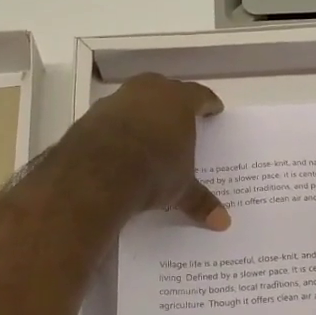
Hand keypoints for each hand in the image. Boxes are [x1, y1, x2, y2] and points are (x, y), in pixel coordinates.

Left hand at [71, 73, 230, 229]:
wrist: (96, 174)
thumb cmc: (153, 171)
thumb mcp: (181, 189)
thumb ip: (200, 201)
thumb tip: (224, 224)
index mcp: (179, 100)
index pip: (200, 95)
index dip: (208, 104)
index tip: (214, 110)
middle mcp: (149, 90)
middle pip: (166, 90)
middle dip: (173, 103)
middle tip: (180, 119)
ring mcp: (117, 99)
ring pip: (136, 99)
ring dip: (143, 112)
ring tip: (148, 133)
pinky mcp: (91, 114)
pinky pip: (112, 116)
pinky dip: (118, 126)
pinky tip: (119, 144)